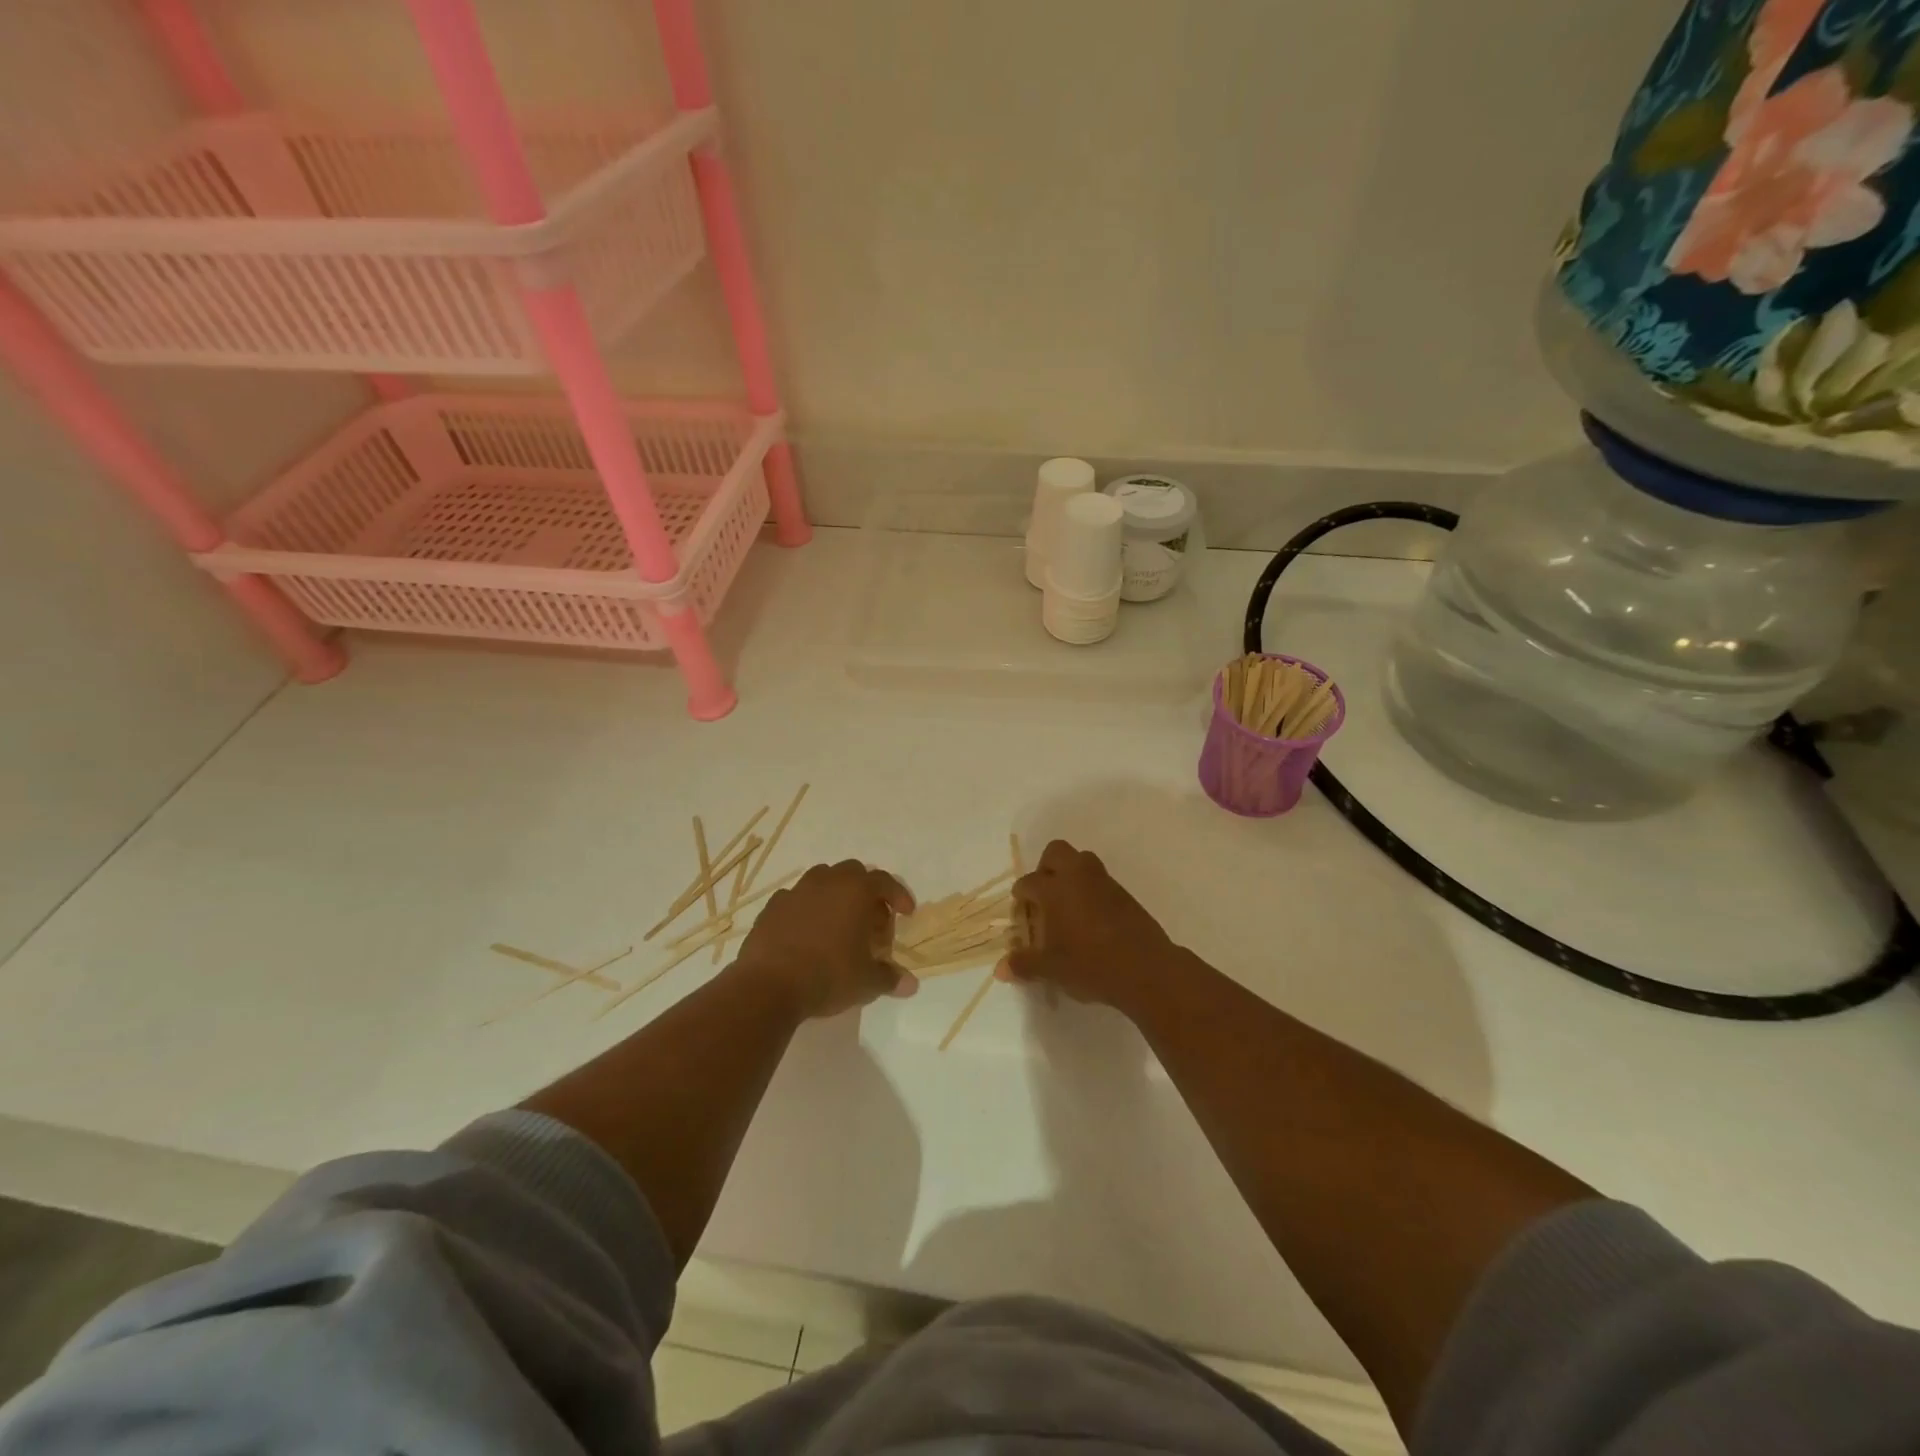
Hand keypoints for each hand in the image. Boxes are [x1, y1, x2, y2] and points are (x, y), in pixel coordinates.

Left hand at [735, 861, 917, 1019]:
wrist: (768, 986)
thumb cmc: (828, 975)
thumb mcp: (866, 982)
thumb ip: (890, 978)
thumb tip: (911, 985)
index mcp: (855, 891)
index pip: (884, 881)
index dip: (898, 895)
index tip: (906, 913)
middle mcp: (826, 882)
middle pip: (853, 873)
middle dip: (866, 892)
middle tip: (871, 920)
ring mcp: (796, 892)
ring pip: (822, 880)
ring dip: (835, 895)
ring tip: (839, 923)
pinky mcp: (772, 907)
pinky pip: (796, 899)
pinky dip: (807, 909)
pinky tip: (807, 933)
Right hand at [995, 840, 1178, 1011]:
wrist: (1146, 969)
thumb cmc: (1090, 964)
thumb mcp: (1051, 969)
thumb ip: (1024, 965)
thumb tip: (1000, 969)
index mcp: (1054, 889)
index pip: (1028, 882)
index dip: (1021, 897)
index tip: (1021, 914)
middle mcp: (1077, 876)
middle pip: (1056, 852)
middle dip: (1045, 868)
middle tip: (1043, 896)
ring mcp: (1104, 882)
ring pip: (1082, 861)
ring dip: (1070, 875)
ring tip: (1066, 906)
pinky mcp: (1125, 894)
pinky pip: (1100, 880)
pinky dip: (1090, 891)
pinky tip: (1090, 919)